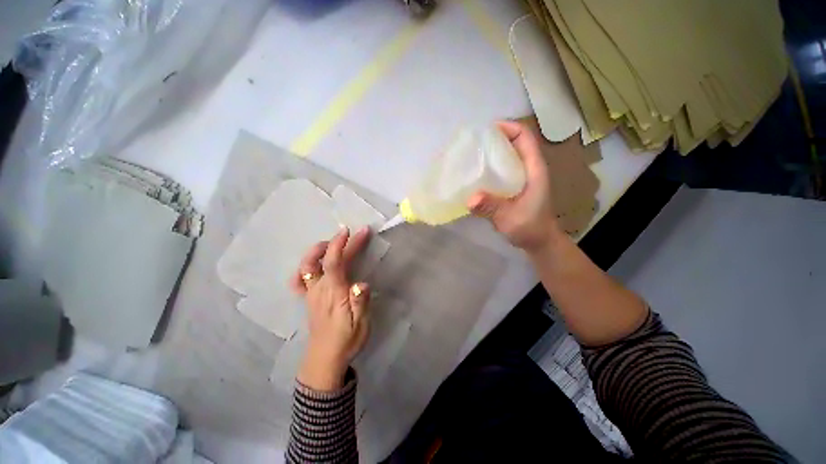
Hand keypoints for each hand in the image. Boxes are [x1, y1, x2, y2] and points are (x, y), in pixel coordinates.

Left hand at [289, 227, 371, 390]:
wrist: (325, 359)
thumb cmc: (347, 340)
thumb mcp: (360, 324)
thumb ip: (360, 303)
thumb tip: (362, 284)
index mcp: (334, 293)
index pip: (333, 263)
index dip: (340, 244)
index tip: (350, 231)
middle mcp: (319, 289)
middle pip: (325, 259)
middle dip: (341, 242)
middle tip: (358, 233)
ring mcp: (311, 293)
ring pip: (307, 266)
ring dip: (318, 250)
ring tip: (332, 242)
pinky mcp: (308, 298)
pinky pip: (299, 281)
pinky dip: (303, 268)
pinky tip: (311, 264)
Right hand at [468, 120, 562, 252]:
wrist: (539, 241)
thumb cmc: (530, 228)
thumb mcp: (511, 218)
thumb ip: (492, 208)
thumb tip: (470, 198)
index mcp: (534, 170)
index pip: (525, 137)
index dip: (508, 128)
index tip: (486, 130)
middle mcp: (528, 169)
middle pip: (514, 143)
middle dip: (495, 139)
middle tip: (472, 143)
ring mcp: (521, 178)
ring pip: (507, 157)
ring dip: (491, 153)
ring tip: (470, 156)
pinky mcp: (513, 187)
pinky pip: (501, 170)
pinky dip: (489, 167)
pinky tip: (475, 174)